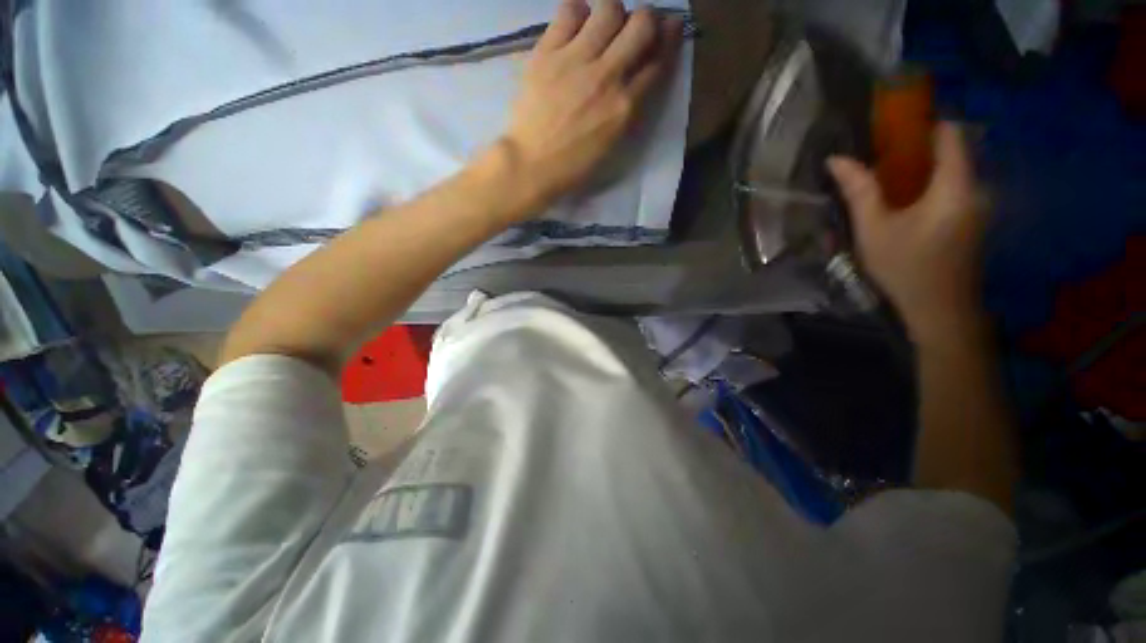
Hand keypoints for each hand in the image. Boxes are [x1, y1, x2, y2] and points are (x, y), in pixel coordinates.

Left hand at [500, 0, 681, 212]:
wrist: (532, 165)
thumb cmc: (574, 165)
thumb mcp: (613, 145)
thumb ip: (632, 109)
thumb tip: (641, 75)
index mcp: (625, 108)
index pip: (659, 61)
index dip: (669, 38)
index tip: (669, 28)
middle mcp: (607, 77)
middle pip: (642, 24)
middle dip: (646, 20)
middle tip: (635, 29)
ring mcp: (576, 61)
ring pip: (609, 8)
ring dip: (612, 14)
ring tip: (602, 29)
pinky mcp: (547, 53)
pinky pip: (570, 10)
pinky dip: (578, 13)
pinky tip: (575, 29)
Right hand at [828, 123, 987, 344]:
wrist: (941, 311)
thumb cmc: (906, 269)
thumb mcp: (874, 230)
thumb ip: (859, 191)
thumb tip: (837, 159)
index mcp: (955, 186)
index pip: (951, 133)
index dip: (925, 122)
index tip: (893, 126)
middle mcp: (976, 189)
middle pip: (952, 151)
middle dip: (918, 148)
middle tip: (879, 157)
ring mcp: (978, 206)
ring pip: (952, 172)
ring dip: (922, 169)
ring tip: (887, 181)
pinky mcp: (973, 220)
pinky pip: (953, 189)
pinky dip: (929, 186)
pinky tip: (905, 205)